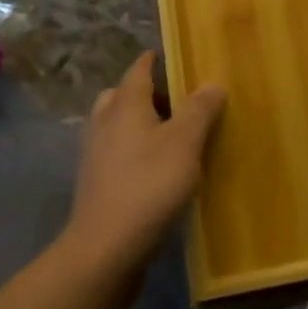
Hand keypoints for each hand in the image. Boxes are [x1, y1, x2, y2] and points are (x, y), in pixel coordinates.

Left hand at [63, 52, 225, 283]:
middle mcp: (104, 120)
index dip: (158, 59)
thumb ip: (200, 109)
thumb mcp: (184, 143)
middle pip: (125, 94)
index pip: (140, 67)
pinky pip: (117, 152)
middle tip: (180, 102)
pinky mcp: (96, 182)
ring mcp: (95, 153)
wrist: (104, 250)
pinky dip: (135, 151)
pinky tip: (157, 170)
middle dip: (150, 93)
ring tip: (173, 137)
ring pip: (119, 124)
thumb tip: (212, 82)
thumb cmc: (148, 186)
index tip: (180, 57)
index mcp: (125, 103)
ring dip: (141, 124)